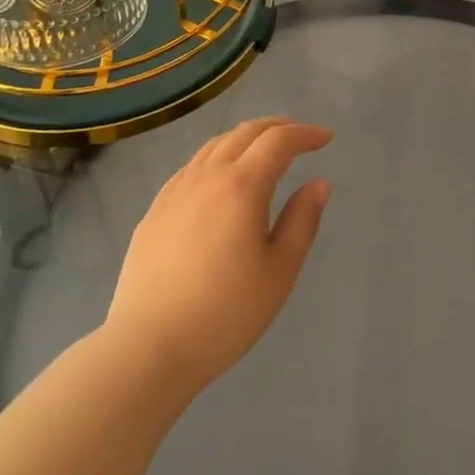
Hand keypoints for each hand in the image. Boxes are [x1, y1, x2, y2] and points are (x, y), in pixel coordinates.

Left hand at [105, 117, 332, 394]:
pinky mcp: (155, 210)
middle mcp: (207, 175)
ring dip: (245, 138)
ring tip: (262, 150)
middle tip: (298, 135)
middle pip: (245, 133)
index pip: (278, 141)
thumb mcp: (279, 271)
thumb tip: (319, 183)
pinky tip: (219, 178)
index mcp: (242, 186)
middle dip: (276, 126)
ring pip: (214, 145)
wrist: (148, 347)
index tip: (325, 138)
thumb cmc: (225, 313)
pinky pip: (192, 166)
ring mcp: (176, 190)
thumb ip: (302, 221)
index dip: (305, 134)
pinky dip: (217, 157)